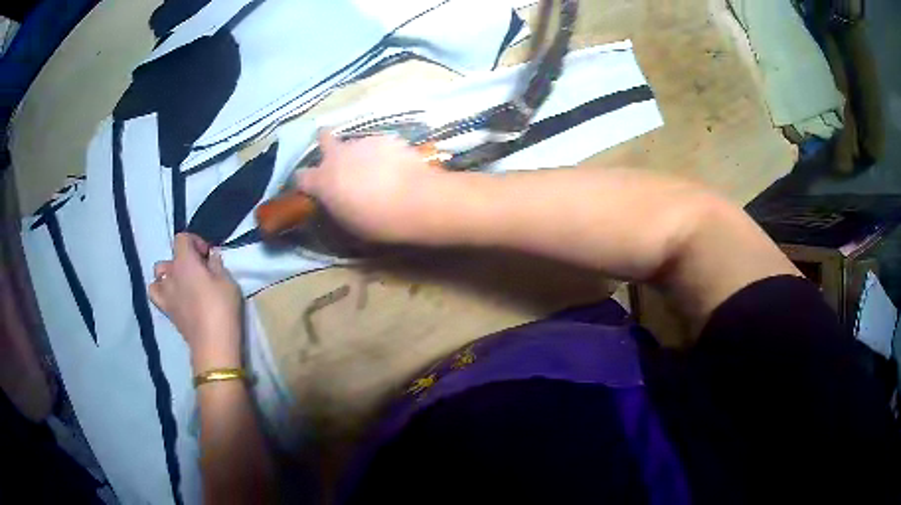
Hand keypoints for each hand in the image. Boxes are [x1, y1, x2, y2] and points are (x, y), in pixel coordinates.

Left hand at [148, 233, 242, 370]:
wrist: (213, 344)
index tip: (208, 255)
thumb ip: (217, 264)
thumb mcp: (228, 281)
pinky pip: (155, 293)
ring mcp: (165, 292)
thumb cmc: (222, 308)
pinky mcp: (166, 310)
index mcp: (185, 261)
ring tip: (183, 283)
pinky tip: (173, 296)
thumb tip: (211, 257)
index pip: (182, 238)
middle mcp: (171, 273)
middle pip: (171, 256)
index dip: (195, 242)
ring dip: (169, 274)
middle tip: (199, 271)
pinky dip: (161, 290)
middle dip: (184, 259)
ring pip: (158, 273)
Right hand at [295, 129, 449, 242]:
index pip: (301, 176)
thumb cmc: (378, 221)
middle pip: (323, 139)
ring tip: (378, 170)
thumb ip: (337, 205)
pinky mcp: (385, 138)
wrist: (415, 200)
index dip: (306, 181)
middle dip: (325, 142)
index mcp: (323, 181)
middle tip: (336, 155)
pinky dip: (383, 154)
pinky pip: (379, 145)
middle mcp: (338, 156)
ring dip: (360, 154)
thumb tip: (338, 199)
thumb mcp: (349, 222)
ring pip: (355, 143)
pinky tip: (396, 167)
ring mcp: (362, 143)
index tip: (313, 187)